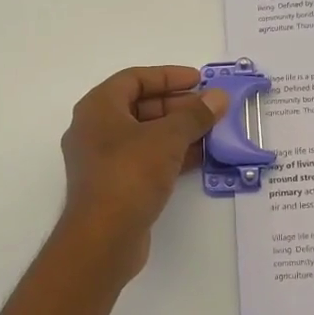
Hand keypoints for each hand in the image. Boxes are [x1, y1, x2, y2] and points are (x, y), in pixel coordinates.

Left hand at [58, 66, 228, 284]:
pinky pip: (145, 159)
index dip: (168, 76)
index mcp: (98, 107)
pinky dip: (170, 154)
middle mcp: (95, 129)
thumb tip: (218, 97)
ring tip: (212, 131)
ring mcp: (102, 159)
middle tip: (210, 107)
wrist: (103, 239)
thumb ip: (194, 115)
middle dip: (177, 105)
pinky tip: (199, 157)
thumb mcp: (167, 139)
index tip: (199, 80)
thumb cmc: (130, 175)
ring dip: (177, 131)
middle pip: (140, 106)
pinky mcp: (113, 185)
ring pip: (144, 135)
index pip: (134, 78)